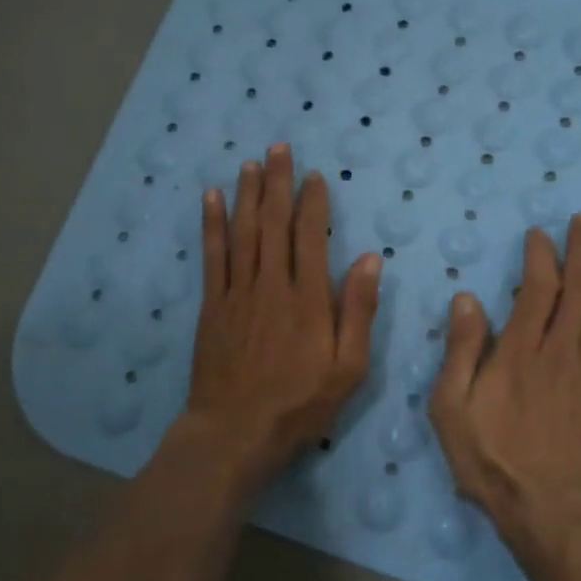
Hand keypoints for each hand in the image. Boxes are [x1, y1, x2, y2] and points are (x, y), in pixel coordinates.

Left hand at [182, 143, 382, 495]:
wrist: (234, 432)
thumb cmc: (299, 405)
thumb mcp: (347, 369)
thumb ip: (358, 312)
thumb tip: (368, 259)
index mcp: (308, 300)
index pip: (311, 236)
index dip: (313, 203)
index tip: (315, 176)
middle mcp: (271, 285)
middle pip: (274, 223)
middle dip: (278, 183)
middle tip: (279, 148)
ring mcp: (237, 293)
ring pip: (243, 232)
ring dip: (248, 194)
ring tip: (251, 162)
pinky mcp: (212, 306)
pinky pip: (212, 256)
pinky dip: (212, 224)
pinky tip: (212, 199)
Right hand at [429, 214, 580, 557]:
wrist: (554, 512)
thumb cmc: (493, 461)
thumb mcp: (452, 409)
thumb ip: (461, 352)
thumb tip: (467, 299)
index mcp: (519, 353)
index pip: (536, 291)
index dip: (540, 257)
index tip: (540, 234)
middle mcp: (560, 352)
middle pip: (578, 290)